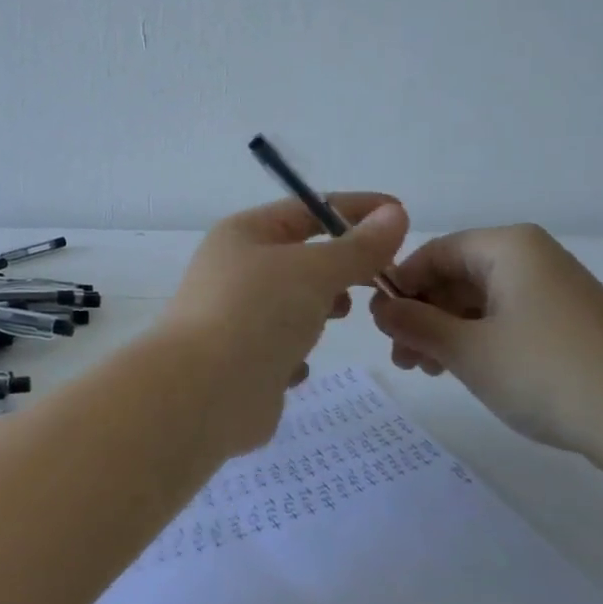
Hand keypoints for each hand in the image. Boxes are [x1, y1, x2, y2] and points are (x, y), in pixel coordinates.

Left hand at [157, 193, 408, 457]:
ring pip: (293, 303)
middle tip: (383, 277)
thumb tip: (394, 214)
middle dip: (342, 265)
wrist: (202, 394)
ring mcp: (236, 317)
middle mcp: (235, 270)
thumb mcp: (314, 270)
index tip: (400, 214)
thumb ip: (358, 247)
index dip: (354, 209)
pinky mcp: (242, 362)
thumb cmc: (256, 314)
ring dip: (320, 307)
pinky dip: (297, 352)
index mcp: (244, 234)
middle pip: (302, 257)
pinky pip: (281, 347)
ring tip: (342, 314)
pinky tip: (300, 364)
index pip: (307, 209)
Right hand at [369, 224, 602, 468]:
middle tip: (401, 357)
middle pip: (457, 276)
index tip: (379, 324)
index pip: (435, 252)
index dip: (401, 286)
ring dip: (446, 331)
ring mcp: (553, 289)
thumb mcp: (468, 350)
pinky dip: (478, 340)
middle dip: (423, 314)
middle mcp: (531, 257)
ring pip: (479, 301)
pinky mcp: (567, 322)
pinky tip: (462, 370)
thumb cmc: (548, 373)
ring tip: (425, 370)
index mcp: (508, 247)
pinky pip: (507, 318)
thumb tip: (380, 309)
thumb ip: (416, 325)